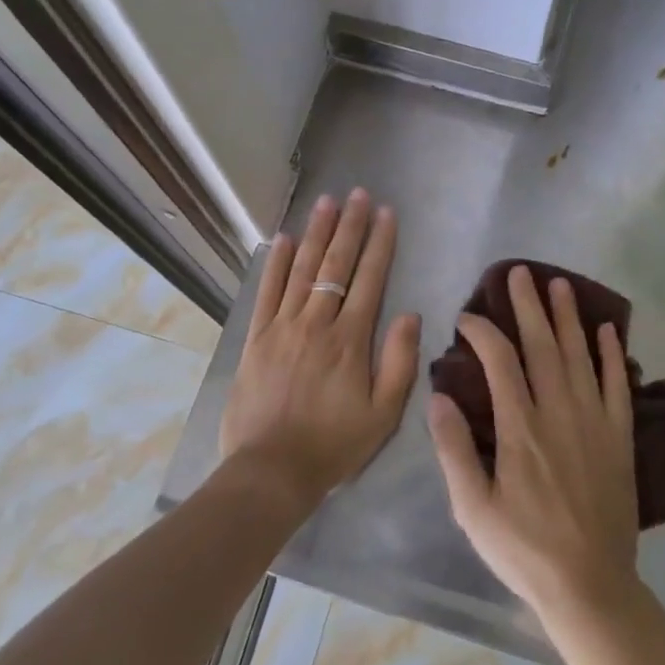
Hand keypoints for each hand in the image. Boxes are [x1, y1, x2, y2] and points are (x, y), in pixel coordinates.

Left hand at [219, 189, 420, 512]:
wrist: (270, 471)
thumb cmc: (333, 445)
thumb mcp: (383, 414)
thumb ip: (399, 362)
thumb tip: (409, 314)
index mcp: (350, 340)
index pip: (369, 280)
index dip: (380, 244)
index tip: (386, 213)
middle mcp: (316, 323)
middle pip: (336, 265)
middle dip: (350, 226)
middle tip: (358, 193)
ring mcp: (282, 327)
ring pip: (302, 270)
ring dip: (316, 233)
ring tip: (326, 202)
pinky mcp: (255, 339)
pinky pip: (267, 292)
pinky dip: (275, 263)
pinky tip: (283, 239)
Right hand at [428, 265, 640, 621]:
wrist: (590, 586)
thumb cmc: (524, 550)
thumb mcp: (472, 508)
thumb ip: (454, 449)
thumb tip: (438, 396)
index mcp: (520, 427)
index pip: (500, 361)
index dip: (482, 331)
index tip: (467, 316)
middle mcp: (559, 411)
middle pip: (542, 345)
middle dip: (528, 305)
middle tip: (520, 272)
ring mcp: (594, 421)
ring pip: (580, 355)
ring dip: (569, 317)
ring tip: (560, 284)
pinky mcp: (619, 436)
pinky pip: (618, 385)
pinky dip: (612, 354)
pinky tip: (607, 330)